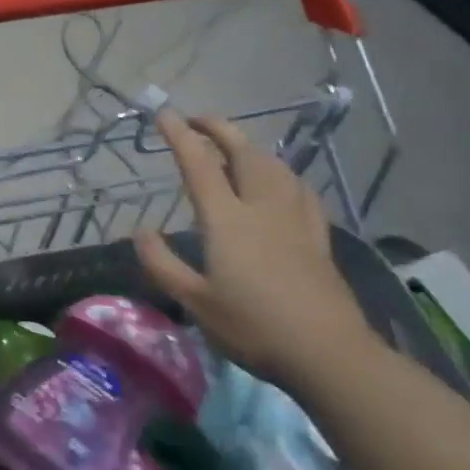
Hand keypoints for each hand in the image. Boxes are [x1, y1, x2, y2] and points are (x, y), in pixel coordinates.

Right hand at [134, 111, 374, 388]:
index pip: (199, 164)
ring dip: (250, 146)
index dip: (180, 136)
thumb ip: (162, 264)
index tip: (164, 114)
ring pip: (274, 166)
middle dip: (219, 129)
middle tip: (198, 120)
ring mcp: (294, 220)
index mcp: (227, 219)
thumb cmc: (254, 327)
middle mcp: (261, 207)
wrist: (330, 355)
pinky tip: (282, 180)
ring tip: (234, 145)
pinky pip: (299, 189)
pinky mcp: (318, 237)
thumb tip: (140, 232)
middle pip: (243, 152)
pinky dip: (283, 173)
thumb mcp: (194, 301)